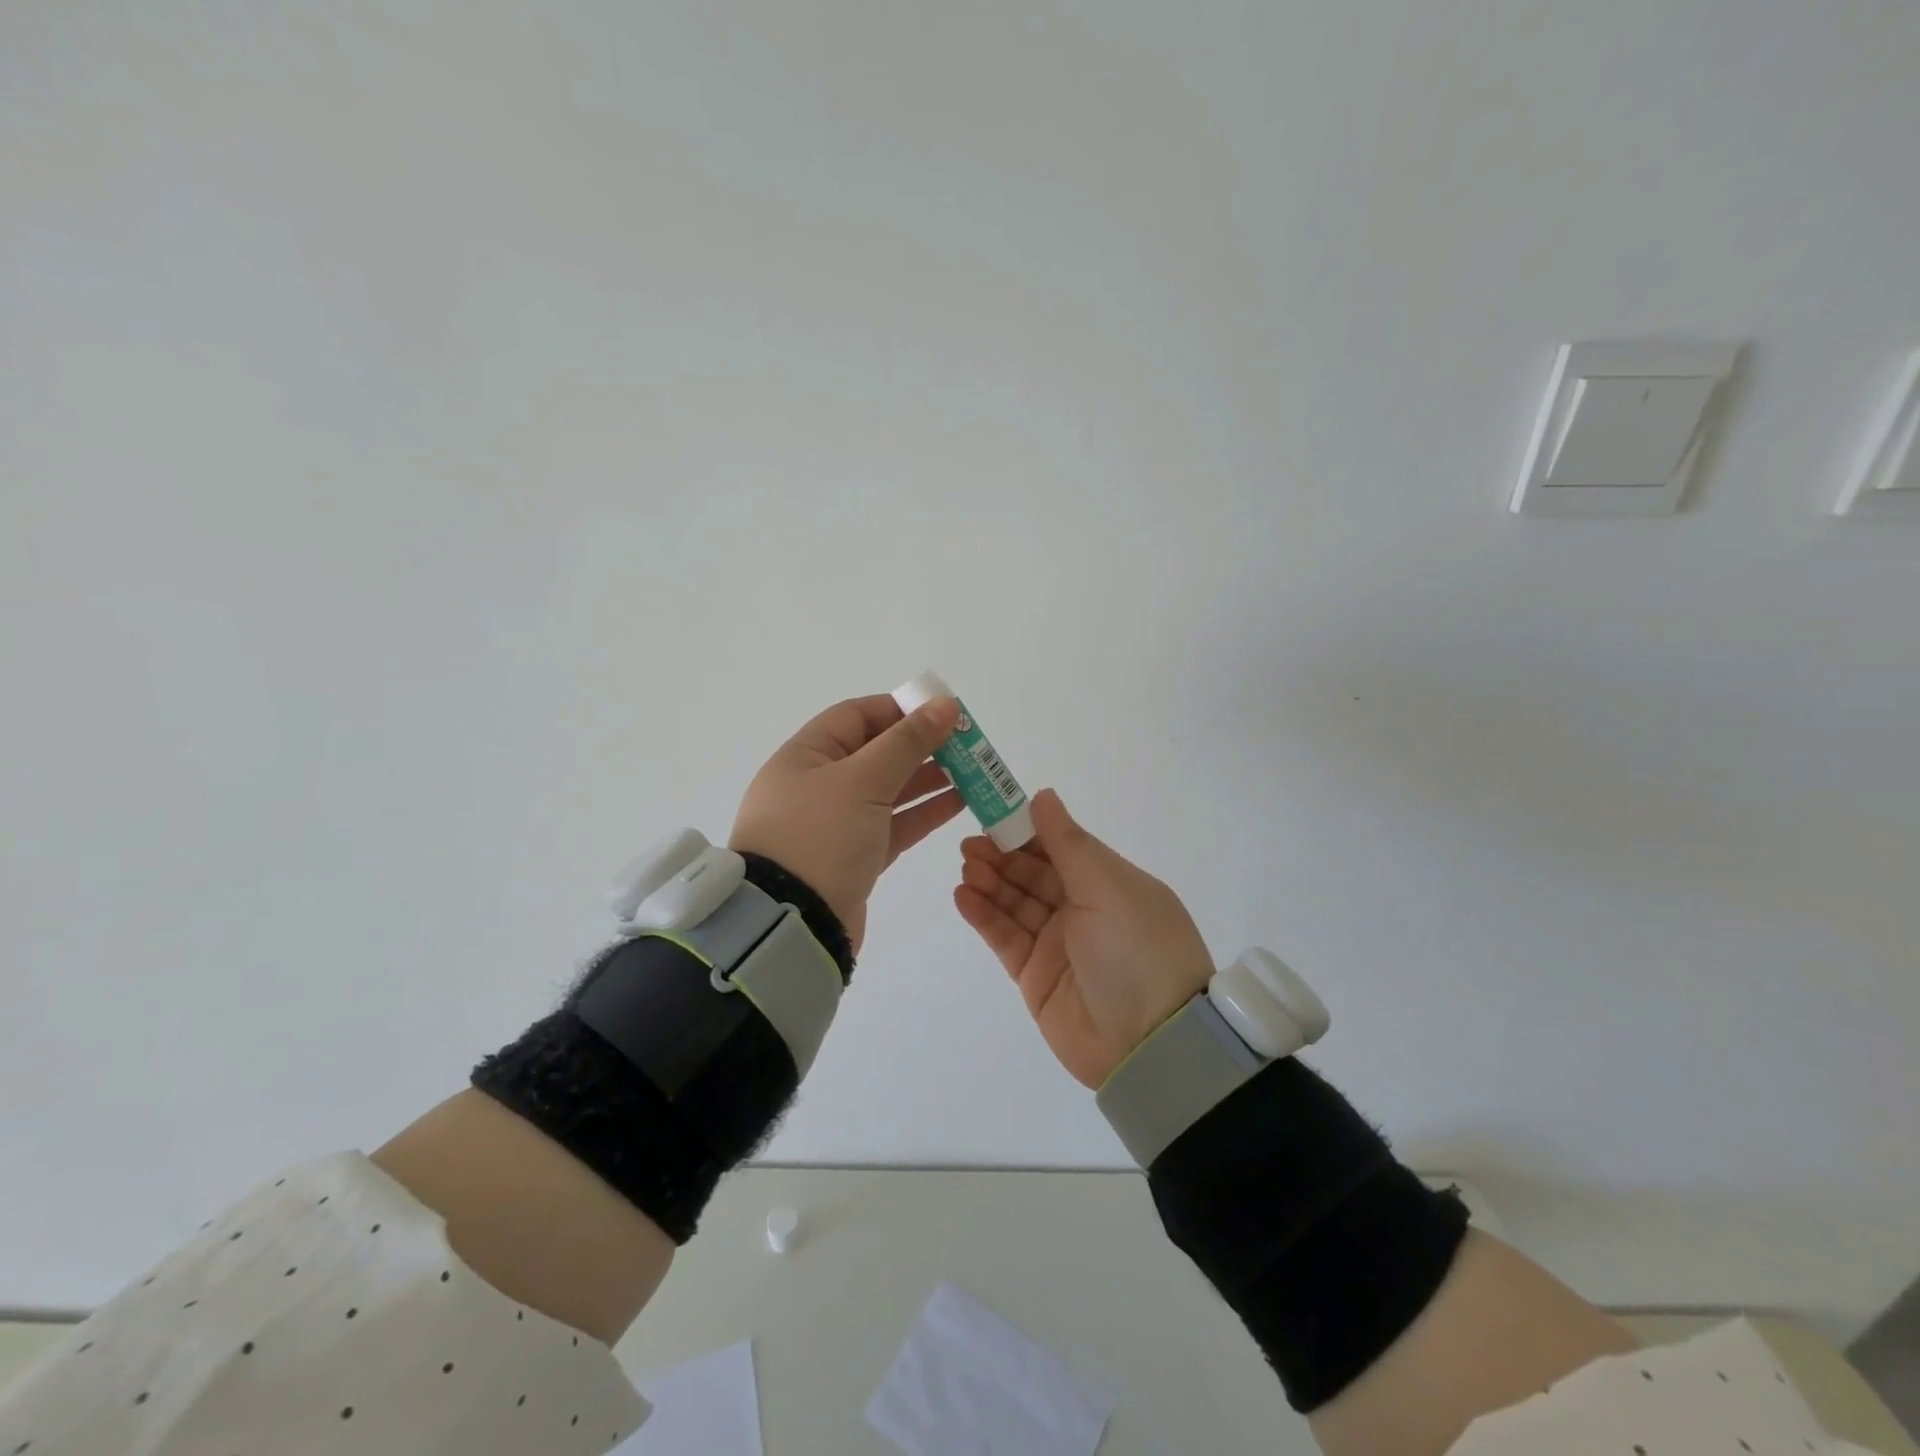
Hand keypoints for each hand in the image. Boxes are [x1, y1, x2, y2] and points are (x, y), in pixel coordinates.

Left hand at [731, 693, 964, 952]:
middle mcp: (816, 785)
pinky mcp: (853, 857)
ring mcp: (835, 823)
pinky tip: (959, 803)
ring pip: (888, 790)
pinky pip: (893, 824)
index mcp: (805, 756)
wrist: (791, 924)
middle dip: (921, 745)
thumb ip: (907, 741)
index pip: (856, 716)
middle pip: (876, 752)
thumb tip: (945, 703)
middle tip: (967, 744)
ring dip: (928, 779)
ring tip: (973, 771)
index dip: (899, 709)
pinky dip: (923, 812)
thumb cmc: (820, 836)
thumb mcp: (863, 780)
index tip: (942, 711)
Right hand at [953, 789, 1213, 1087]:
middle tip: (970, 843)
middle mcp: (1084, 910)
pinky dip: (984, 916)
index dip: (1028, 828)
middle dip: (1002, 855)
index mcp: (1109, 883)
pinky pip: (1005, 938)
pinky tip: (963, 896)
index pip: (1061, 847)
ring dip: (990, 882)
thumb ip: (1068, 842)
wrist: (1150, 1044)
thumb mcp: (1108, 886)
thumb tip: (1043, 795)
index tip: (994, 811)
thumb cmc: (1137, 948)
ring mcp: (1058, 944)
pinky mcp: (1035, 977)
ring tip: (967, 867)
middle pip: (1033, 874)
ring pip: (1016, 903)